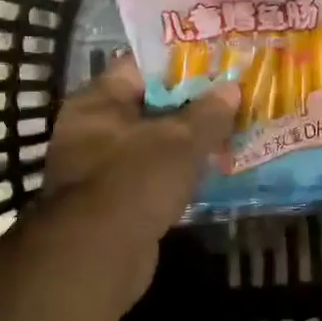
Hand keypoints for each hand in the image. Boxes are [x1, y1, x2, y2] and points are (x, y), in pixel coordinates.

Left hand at [43, 55, 239, 255]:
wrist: (99, 255)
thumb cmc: (135, 180)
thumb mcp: (180, 141)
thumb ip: (208, 113)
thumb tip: (231, 88)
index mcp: (96, 103)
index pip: (138, 68)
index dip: (177, 65)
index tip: (214, 65)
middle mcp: (89, 131)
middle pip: (146, 107)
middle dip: (187, 106)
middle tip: (228, 101)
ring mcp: (97, 169)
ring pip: (149, 144)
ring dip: (183, 144)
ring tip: (226, 135)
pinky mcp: (111, 203)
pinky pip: (149, 176)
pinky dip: (174, 174)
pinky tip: (207, 173)